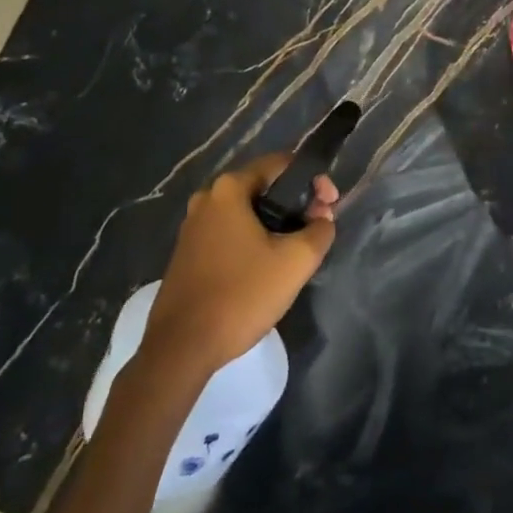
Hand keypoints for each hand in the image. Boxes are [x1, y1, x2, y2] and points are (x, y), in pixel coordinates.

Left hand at [141, 154, 337, 375]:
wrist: (182, 347)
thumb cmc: (241, 295)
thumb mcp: (295, 262)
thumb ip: (320, 231)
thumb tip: (323, 220)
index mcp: (229, 189)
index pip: (281, 165)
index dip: (313, 181)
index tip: (331, 206)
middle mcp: (207, 198)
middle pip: (263, 187)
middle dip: (296, 203)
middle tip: (319, 227)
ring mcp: (193, 226)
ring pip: (247, 212)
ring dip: (276, 223)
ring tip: (298, 249)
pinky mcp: (188, 252)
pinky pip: (230, 232)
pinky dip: (254, 238)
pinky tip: (268, 265)